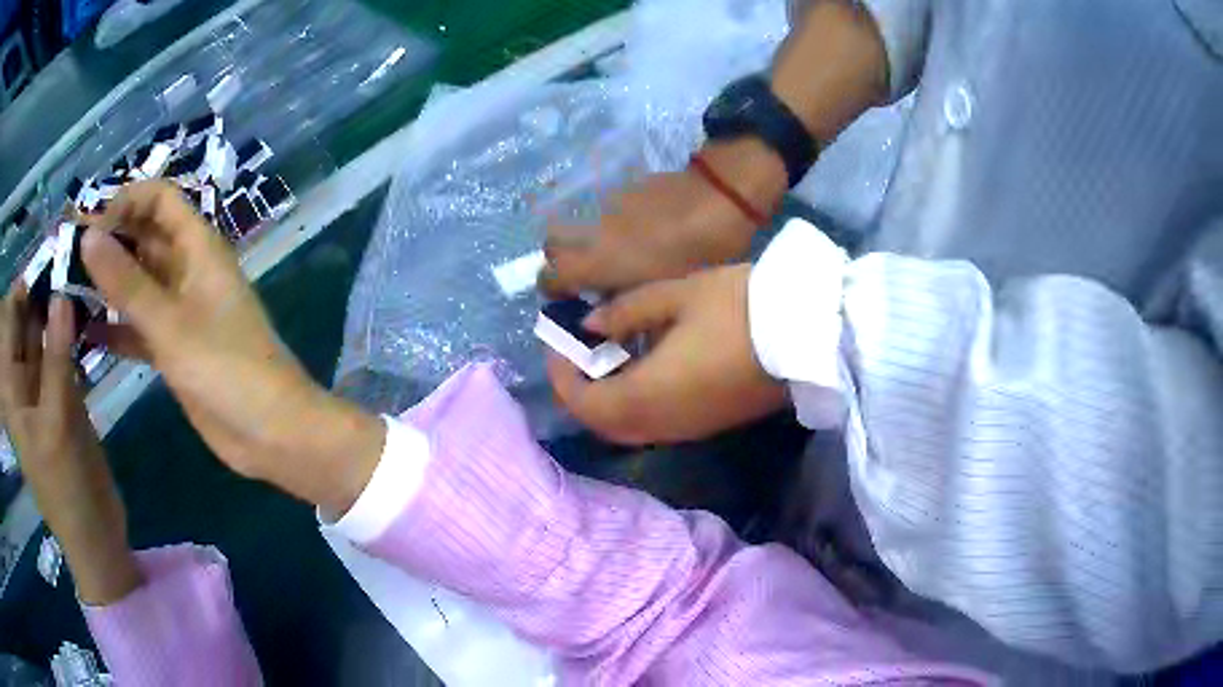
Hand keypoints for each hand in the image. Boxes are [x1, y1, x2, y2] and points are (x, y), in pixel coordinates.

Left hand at [0, 288, 140, 604]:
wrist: (95, 535)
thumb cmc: (66, 488)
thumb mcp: (57, 423)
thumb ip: (56, 358)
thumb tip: (62, 293)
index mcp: (13, 388)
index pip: (10, 321)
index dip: (23, 288)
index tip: (48, 259)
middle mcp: (23, 380)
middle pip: (27, 321)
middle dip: (44, 290)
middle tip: (72, 259)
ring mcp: (43, 388)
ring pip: (47, 334)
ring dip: (61, 308)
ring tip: (84, 278)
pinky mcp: (64, 396)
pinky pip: (64, 353)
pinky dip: (74, 333)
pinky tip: (90, 316)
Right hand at [80, 181, 383, 516]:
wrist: (272, 434)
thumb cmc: (226, 370)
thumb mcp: (170, 322)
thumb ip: (127, 281)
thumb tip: (90, 236)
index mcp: (198, 247)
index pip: (160, 200)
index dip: (126, 201)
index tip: (90, 223)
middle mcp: (188, 270)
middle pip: (143, 239)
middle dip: (108, 240)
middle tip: (66, 254)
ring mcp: (180, 311)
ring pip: (136, 284)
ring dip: (106, 284)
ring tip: (67, 288)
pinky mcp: (174, 348)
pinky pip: (138, 327)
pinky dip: (115, 326)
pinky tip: (85, 333)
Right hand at [539, 140, 786, 295]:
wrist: (720, 195)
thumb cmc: (697, 253)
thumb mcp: (665, 292)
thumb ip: (629, 306)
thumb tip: (606, 317)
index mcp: (596, 263)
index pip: (549, 278)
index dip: (553, 291)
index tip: (569, 299)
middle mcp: (590, 233)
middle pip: (551, 245)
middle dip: (561, 260)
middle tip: (587, 274)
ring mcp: (605, 207)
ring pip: (579, 226)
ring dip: (587, 241)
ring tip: (617, 252)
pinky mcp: (625, 189)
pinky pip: (605, 210)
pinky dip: (612, 223)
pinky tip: (642, 229)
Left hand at [546, 264, 785, 444]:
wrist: (807, 336)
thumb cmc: (739, 308)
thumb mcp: (677, 296)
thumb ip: (625, 312)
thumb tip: (591, 326)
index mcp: (648, 395)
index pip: (584, 402)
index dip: (561, 375)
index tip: (556, 342)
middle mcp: (663, 424)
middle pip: (603, 423)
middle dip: (580, 391)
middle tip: (577, 352)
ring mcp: (689, 430)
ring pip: (628, 428)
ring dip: (607, 399)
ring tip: (606, 356)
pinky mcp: (710, 425)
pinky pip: (655, 425)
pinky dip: (633, 404)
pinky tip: (642, 368)